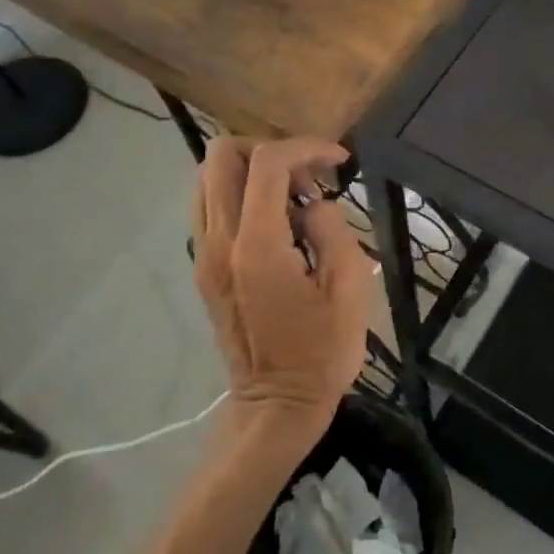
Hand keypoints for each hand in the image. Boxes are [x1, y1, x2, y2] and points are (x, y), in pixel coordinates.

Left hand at [191, 138, 370, 425]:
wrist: (276, 406)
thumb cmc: (322, 352)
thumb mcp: (350, 288)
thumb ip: (332, 228)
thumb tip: (312, 203)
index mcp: (257, 247)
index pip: (268, 163)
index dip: (306, 147)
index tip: (339, 159)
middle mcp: (218, 242)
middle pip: (221, 156)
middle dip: (269, 148)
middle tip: (307, 174)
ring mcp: (203, 254)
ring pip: (208, 177)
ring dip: (252, 170)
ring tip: (294, 195)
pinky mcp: (202, 266)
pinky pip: (211, 205)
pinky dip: (241, 193)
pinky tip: (277, 220)